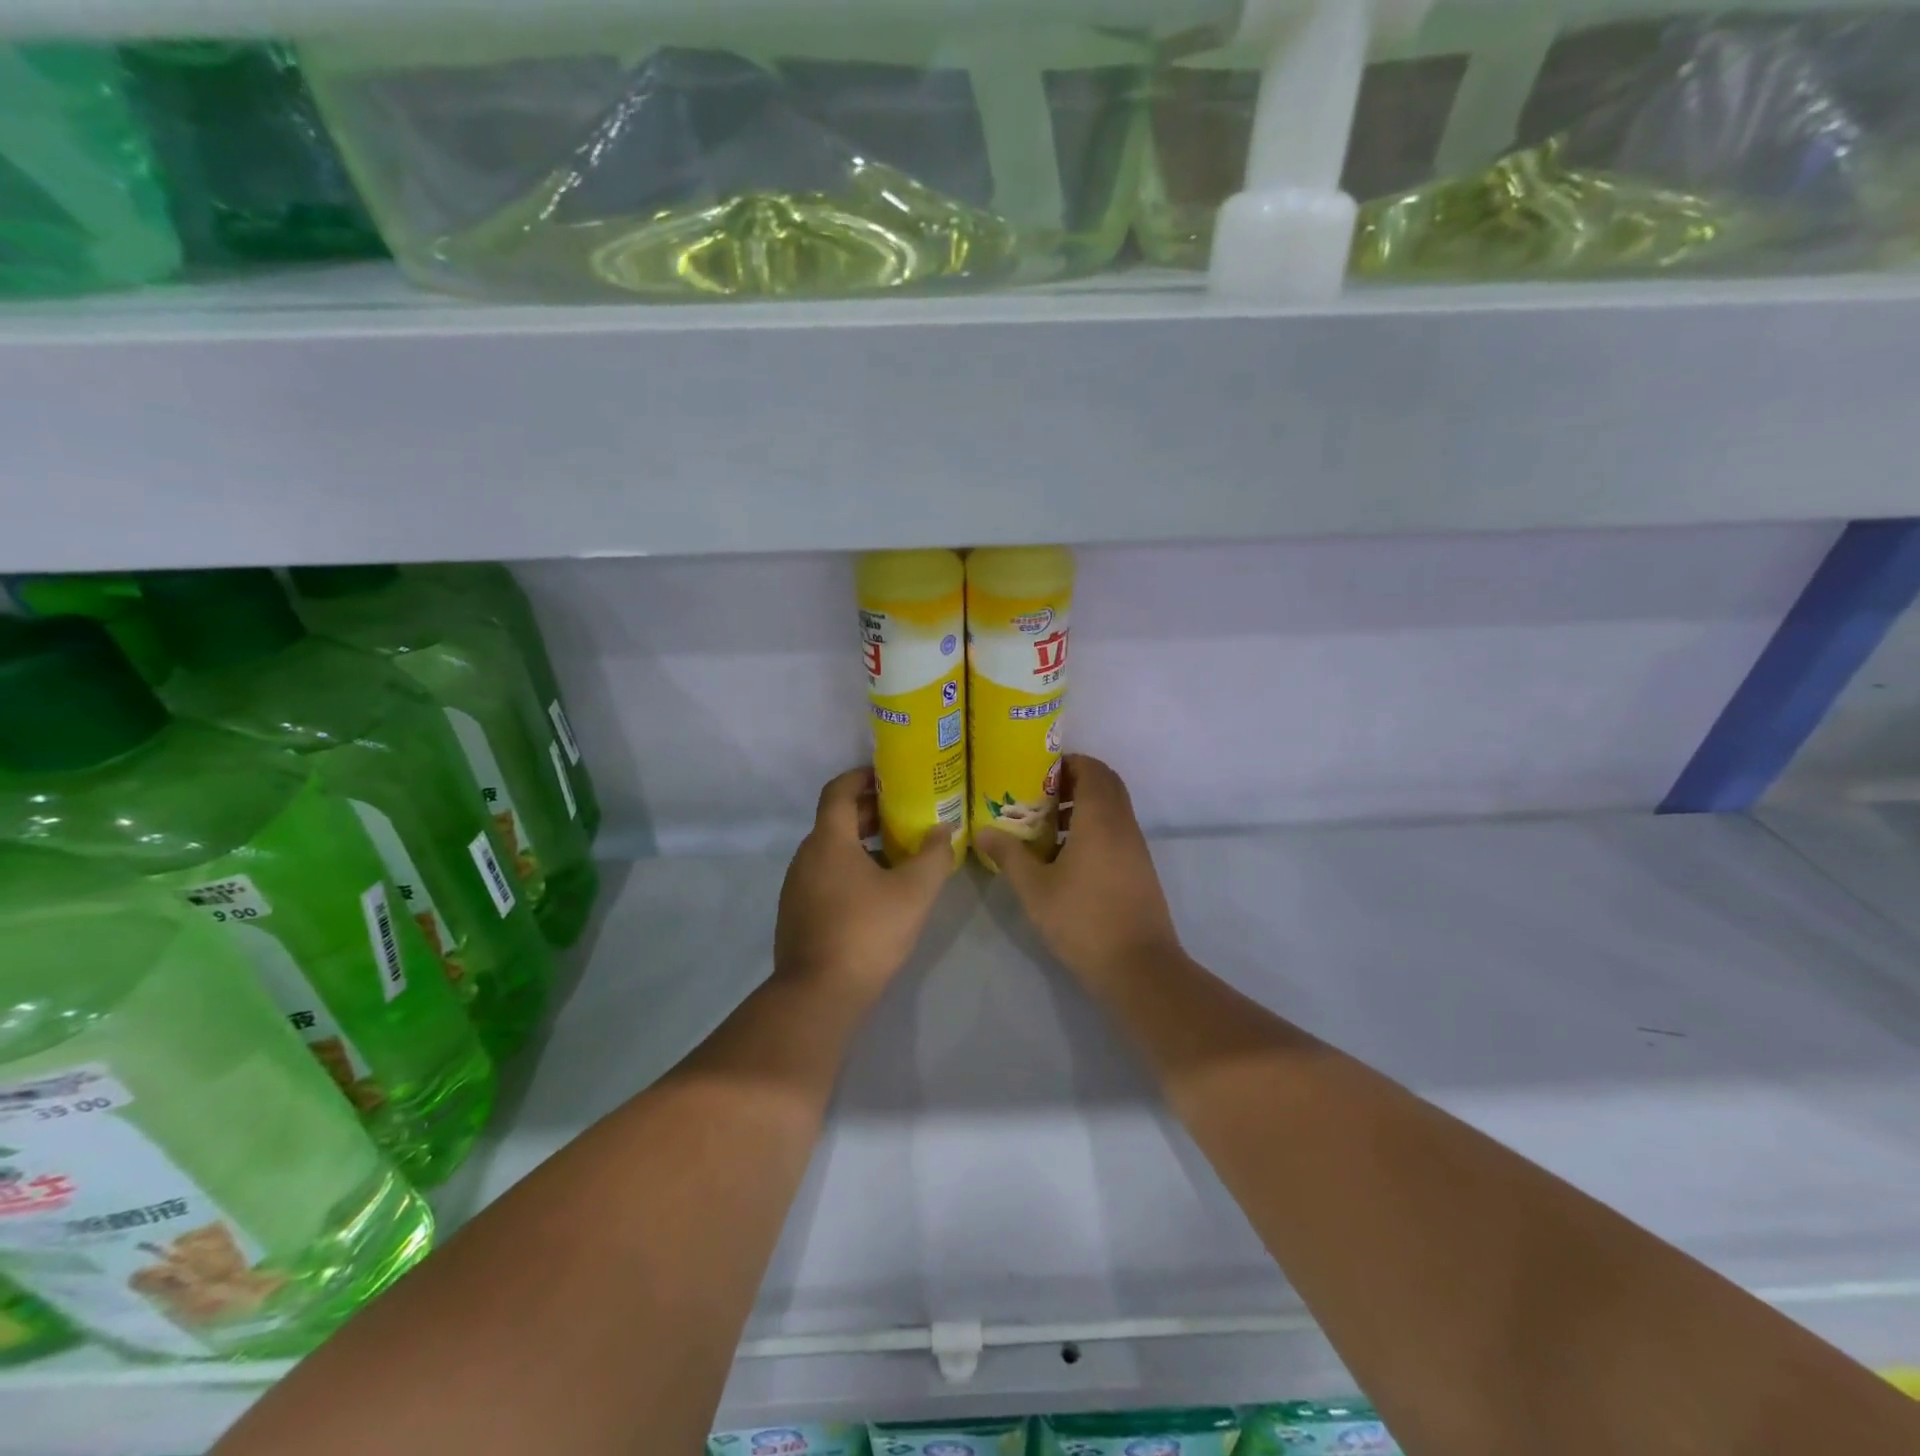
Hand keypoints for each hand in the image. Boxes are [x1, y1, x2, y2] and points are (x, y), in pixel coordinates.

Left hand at [775, 768, 957, 1008]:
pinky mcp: (796, 912)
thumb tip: (942, 829)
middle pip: (836, 819)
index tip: (889, 777)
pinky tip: (876, 892)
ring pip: (830, 850)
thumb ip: (933, 855)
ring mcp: (796, 886)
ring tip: (897, 853)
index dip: (862, 777)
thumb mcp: (914, 892)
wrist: (818, 994)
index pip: (838, 790)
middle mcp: (805, 856)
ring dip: (861, 843)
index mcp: (828, 840)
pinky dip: (849, 868)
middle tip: (905, 815)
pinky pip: (824, 875)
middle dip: (869, 812)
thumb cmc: (867, 932)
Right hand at [975, 755, 1183, 985]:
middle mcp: (1123, 825)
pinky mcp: (1139, 868)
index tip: (1037, 769)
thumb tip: (983, 831)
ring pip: (1112, 809)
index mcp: (1100, 819)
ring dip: (1083, 806)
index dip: (1067, 762)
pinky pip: (1116, 831)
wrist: (1138, 967)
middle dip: (1074, 780)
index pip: (1092, 769)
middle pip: (1105, 784)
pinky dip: (1094, 828)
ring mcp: (1135, 847)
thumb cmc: (1082, 921)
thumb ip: (1009, 855)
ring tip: (1046, 824)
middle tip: (1038, 793)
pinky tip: (1066, 856)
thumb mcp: (1034, 888)